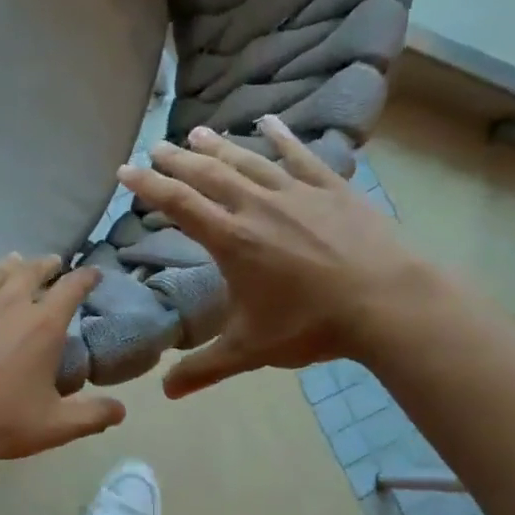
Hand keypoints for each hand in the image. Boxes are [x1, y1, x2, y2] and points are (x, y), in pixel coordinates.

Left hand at [0, 254, 126, 460]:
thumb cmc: (1, 422)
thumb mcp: (55, 425)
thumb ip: (91, 416)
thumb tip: (121, 410)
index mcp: (43, 325)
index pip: (72, 289)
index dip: (85, 277)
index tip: (92, 273)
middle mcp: (9, 303)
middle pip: (31, 271)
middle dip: (46, 264)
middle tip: (51, 263)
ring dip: (7, 264)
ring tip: (13, 260)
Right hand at [117, 115, 434, 397]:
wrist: (389, 303)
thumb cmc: (312, 325)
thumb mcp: (251, 350)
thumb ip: (204, 368)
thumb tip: (165, 393)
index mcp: (231, 239)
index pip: (179, 204)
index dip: (148, 186)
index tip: (125, 171)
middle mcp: (256, 206)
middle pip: (208, 174)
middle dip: (177, 161)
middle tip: (155, 148)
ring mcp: (296, 192)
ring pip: (247, 160)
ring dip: (218, 146)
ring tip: (195, 133)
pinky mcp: (331, 188)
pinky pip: (300, 155)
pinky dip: (281, 137)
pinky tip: (268, 122)